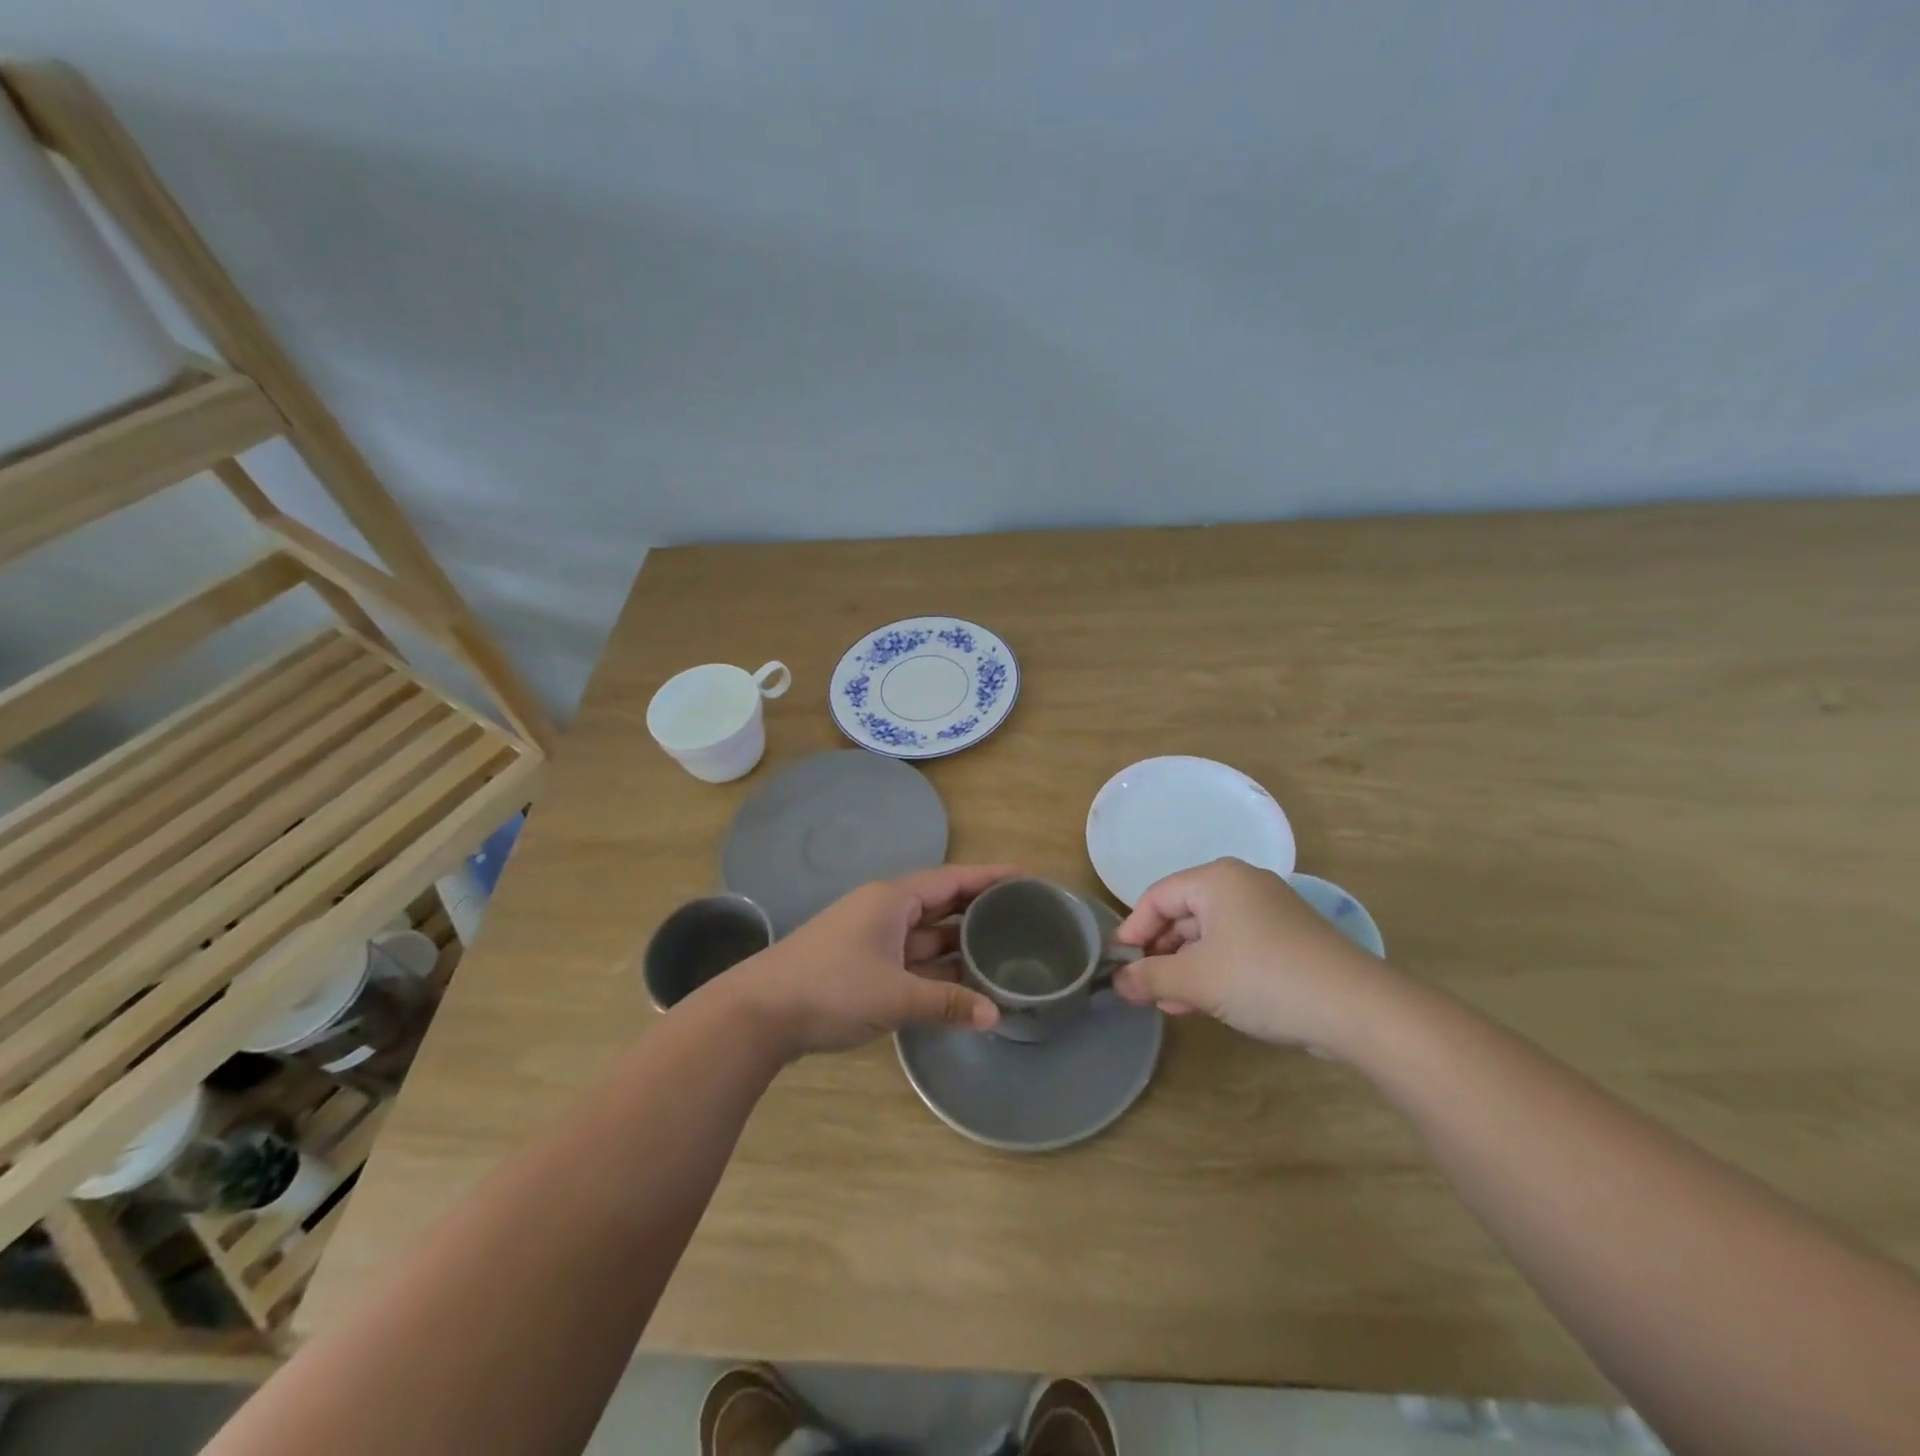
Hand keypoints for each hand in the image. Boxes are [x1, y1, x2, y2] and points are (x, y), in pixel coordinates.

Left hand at [731, 864, 1017, 1055]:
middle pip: (940, 902)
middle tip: (1021, 915)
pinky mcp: (859, 963)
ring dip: (956, 942)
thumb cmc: (832, 988)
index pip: (952, 879)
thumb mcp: (896, 996)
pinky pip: (909, 957)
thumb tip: (995, 1015)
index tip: (1026, 876)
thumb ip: (947, 1004)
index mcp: (892, 899)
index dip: (990, 877)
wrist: (760, 1013)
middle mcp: (883, 910)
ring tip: (999, 949)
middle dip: (977, 909)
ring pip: (924, 933)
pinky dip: (934, 966)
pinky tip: (958, 981)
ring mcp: (869, 937)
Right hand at [1110, 857, 1393, 1051]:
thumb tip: (1118, 983)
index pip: (1158, 896)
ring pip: (1209, 934)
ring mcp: (1269, 910)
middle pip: (1183, 913)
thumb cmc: (1263, 979)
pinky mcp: (1289, 938)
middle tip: (1146, 988)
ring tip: (1172, 1004)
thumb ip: (1150, 978)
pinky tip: (1205, 1003)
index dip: (1134, 929)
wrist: (1356, 1008)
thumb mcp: (1196, 980)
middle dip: (1160, 953)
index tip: (1120, 964)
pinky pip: (1236, 946)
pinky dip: (1214, 970)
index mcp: (1216, 879)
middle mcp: (1242, 884)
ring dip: (1185, 967)